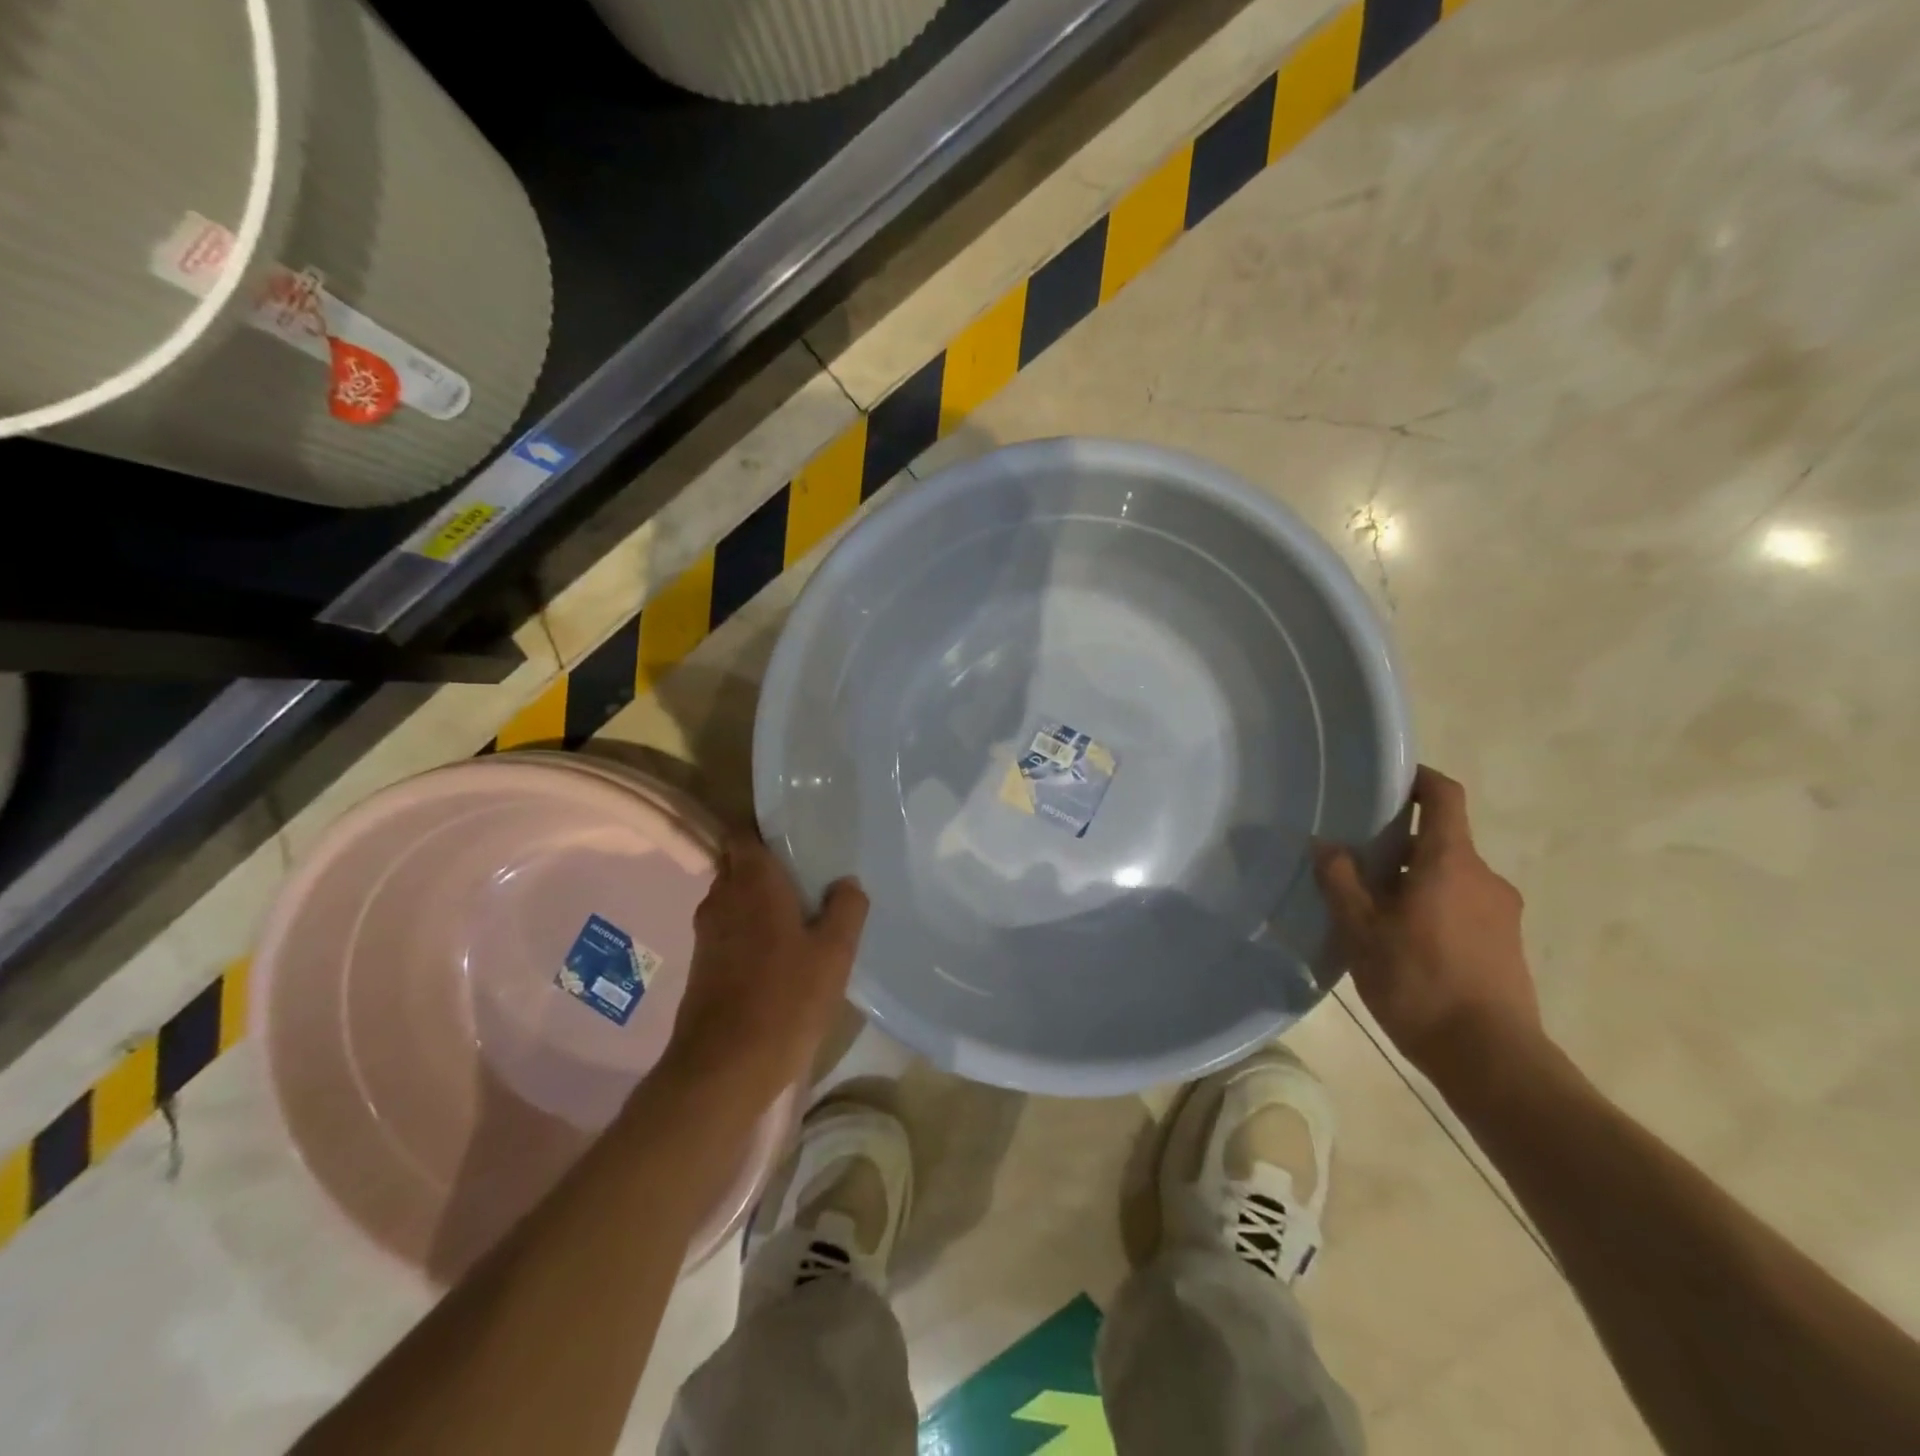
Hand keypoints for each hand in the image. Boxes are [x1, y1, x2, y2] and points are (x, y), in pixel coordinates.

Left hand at [665, 836, 867, 1106]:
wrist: (723, 1068)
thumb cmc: (785, 999)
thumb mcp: (834, 953)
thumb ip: (846, 909)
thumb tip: (846, 883)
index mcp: (751, 881)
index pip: (743, 832)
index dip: (765, 828)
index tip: (796, 834)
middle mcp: (721, 897)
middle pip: (738, 863)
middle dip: (767, 864)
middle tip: (808, 873)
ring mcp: (707, 932)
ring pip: (733, 897)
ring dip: (759, 899)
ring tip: (800, 911)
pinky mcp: (703, 964)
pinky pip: (729, 927)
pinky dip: (750, 927)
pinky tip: (780, 950)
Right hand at [1314, 766, 1542, 1081]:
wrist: (1491, 1059)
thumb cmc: (1419, 983)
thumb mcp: (1361, 931)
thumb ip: (1341, 882)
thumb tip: (1327, 845)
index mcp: (1452, 863)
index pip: (1444, 797)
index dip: (1419, 779)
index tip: (1389, 778)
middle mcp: (1485, 879)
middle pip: (1442, 841)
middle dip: (1400, 843)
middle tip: (1356, 859)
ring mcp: (1502, 914)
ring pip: (1450, 878)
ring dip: (1413, 881)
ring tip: (1372, 908)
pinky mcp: (1506, 946)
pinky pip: (1463, 907)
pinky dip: (1432, 908)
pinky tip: (1401, 942)